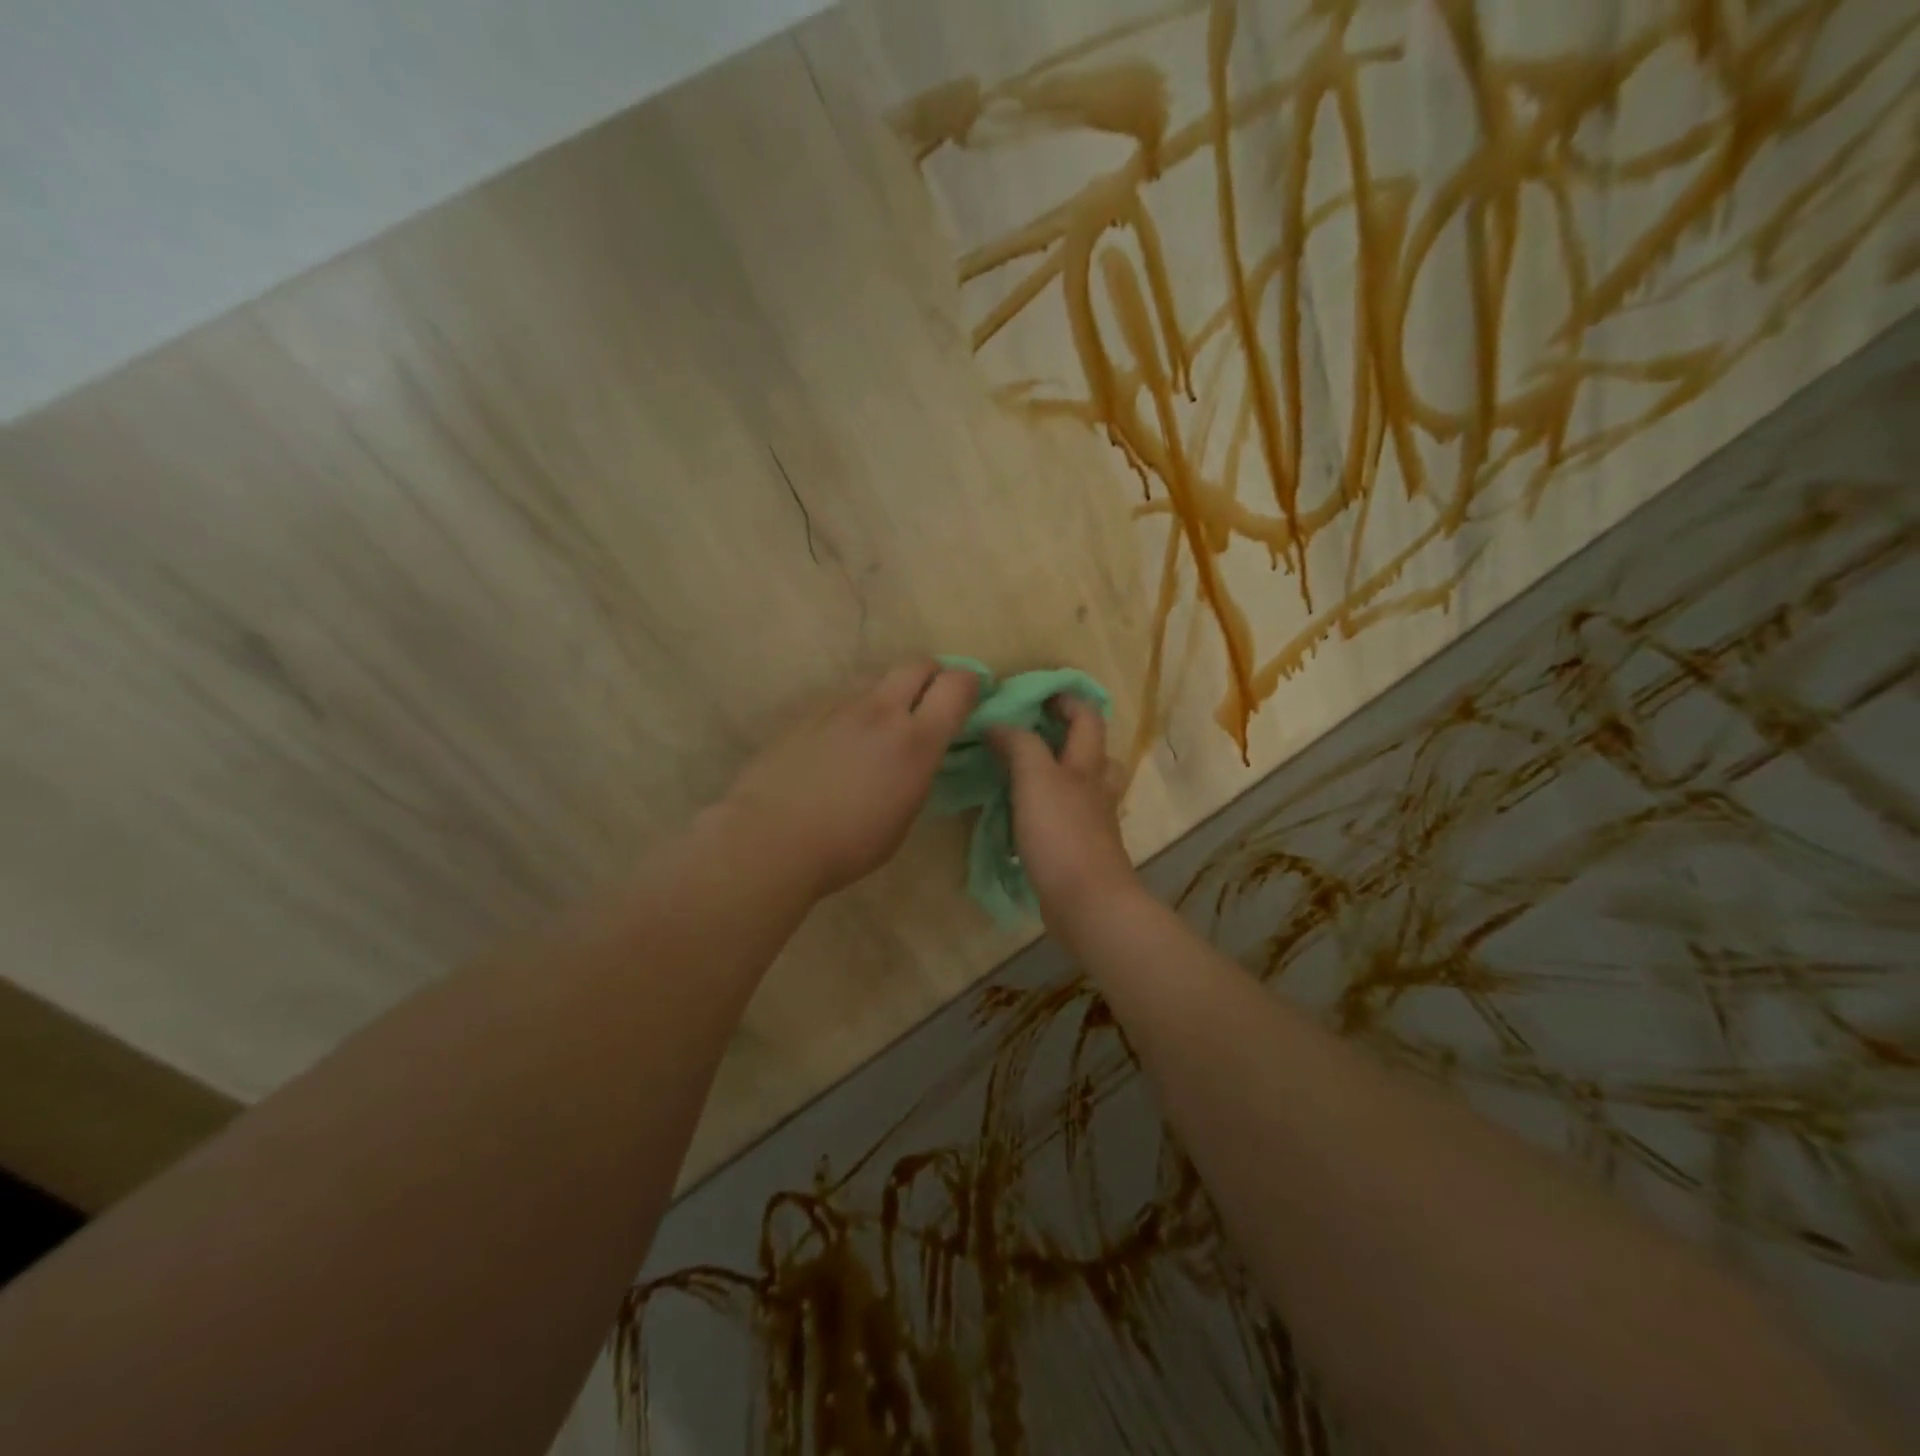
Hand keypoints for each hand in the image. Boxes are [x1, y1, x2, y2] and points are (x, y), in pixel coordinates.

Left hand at [721, 660, 979, 899]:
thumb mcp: (904, 816)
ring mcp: (839, 708)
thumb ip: (917, 773)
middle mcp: (881, 711)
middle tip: (931, 701)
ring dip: (890, 696)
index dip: (970, 685)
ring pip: (876, 682)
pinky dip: (854, 715)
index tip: (970, 699)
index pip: (957, 685)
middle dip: (932, 675)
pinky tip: (840, 747)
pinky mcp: (807, 715)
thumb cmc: (848, 844)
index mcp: (916, 741)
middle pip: (917, 664)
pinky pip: (842, 702)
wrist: (771, 838)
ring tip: (880, 730)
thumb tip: (916, 755)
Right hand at [988, 696, 1142, 928]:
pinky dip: (1049, 810)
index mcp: (1087, 765)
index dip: (1066, 700)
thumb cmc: (1062, 834)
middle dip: (1067, 736)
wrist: (1087, 903)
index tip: (1034, 693)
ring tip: (1024, 773)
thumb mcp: (1036, 779)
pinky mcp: (1081, 851)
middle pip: (1092, 752)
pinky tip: (1023, 817)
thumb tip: (998, 724)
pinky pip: (1067, 819)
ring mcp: (1092, 822)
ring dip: (1058, 774)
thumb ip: (1019, 745)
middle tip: (1027, 732)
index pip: (1086, 717)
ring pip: (1081, 787)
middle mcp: (1096, 789)